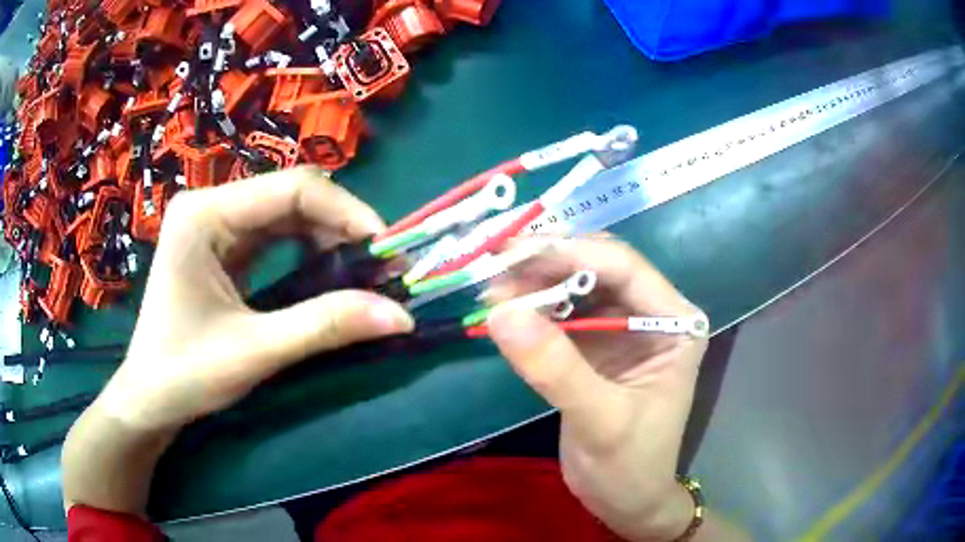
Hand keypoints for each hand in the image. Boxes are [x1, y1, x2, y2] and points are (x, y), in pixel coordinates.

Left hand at [97, 167, 414, 432]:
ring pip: (286, 213)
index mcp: (205, 214)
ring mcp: (214, 223)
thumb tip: (403, 315)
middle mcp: (209, 205)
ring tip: (359, 272)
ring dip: (327, 238)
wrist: (150, 399)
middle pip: (291, 196)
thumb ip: (325, 326)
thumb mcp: (255, 351)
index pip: (292, 189)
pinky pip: (274, 234)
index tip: (387, 251)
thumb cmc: (185, 375)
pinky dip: (307, 250)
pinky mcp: (220, 246)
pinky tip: (325, 273)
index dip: (348, 213)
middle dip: (341, 227)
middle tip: (380, 266)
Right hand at [487, 238, 707, 540]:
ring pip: (576, 286)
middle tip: (494, 266)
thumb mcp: (600, 421)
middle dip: (547, 264)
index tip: (514, 253)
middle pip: (598, 268)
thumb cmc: (630, 466)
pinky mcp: (597, 345)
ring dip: (535, 283)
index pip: (625, 268)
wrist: (626, 501)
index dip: (571, 253)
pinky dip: (532, 308)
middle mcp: (653, 313)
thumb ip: (556, 369)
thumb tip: (500, 313)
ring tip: (492, 289)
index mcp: (676, 322)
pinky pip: (562, 313)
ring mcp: (624, 327)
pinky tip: (504, 309)